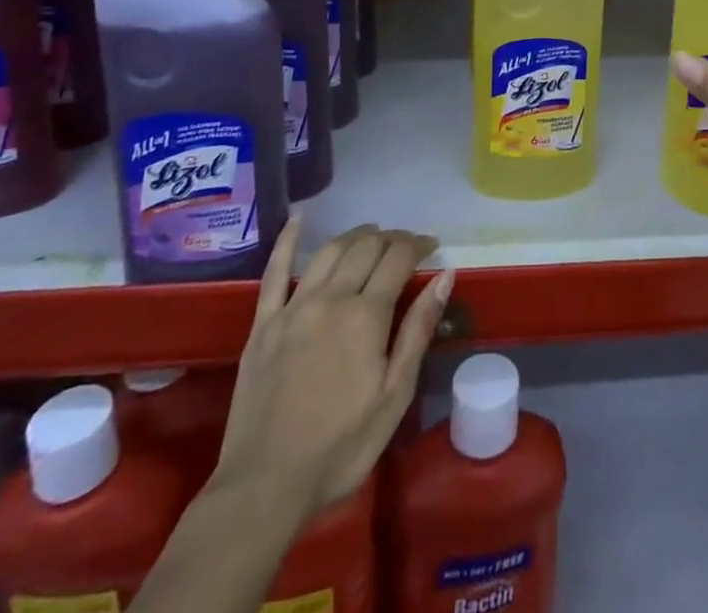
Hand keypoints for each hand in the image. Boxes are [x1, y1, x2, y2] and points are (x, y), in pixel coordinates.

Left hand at [209, 221, 452, 532]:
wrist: (264, 487)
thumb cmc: (341, 447)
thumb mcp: (394, 395)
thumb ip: (418, 331)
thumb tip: (444, 276)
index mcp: (366, 315)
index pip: (398, 258)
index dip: (419, 244)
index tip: (432, 246)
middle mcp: (330, 298)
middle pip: (365, 247)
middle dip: (391, 238)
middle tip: (406, 246)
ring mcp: (293, 308)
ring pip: (329, 251)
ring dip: (355, 236)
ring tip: (371, 235)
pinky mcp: (263, 324)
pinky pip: (274, 272)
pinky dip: (287, 241)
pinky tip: (299, 220)